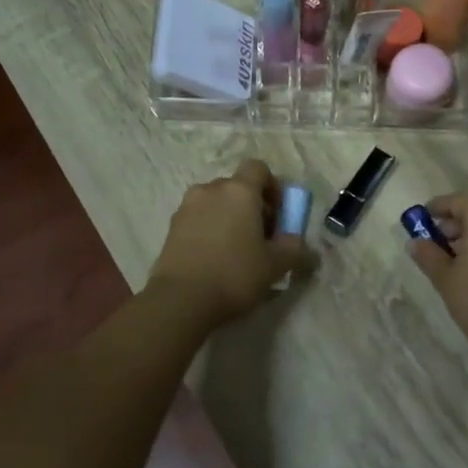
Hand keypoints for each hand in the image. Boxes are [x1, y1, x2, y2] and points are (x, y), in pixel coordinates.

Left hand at [148, 160, 306, 326]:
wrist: (181, 299)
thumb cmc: (235, 274)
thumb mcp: (276, 265)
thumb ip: (293, 247)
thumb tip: (296, 240)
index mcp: (239, 191)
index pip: (258, 168)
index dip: (272, 186)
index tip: (277, 213)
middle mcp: (211, 190)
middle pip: (236, 186)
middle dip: (251, 205)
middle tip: (260, 235)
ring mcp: (187, 206)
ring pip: (215, 202)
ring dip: (228, 216)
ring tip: (234, 248)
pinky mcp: (171, 226)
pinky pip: (198, 218)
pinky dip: (209, 228)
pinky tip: (214, 257)